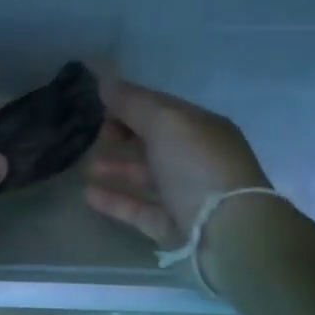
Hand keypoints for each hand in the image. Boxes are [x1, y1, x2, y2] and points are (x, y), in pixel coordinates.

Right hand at [84, 79, 270, 248]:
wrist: (228, 233)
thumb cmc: (198, 167)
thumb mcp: (166, 122)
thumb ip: (133, 102)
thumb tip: (105, 81)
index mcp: (201, 128)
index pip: (161, 108)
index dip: (130, 103)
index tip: (98, 104)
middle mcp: (196, 159)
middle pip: (153, 141)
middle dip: (123, 134)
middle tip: (94, 135)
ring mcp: (186, 194)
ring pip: (146, 176)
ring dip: (117, 167)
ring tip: (87, 166)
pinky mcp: (174, 226)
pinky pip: (139, 208)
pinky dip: (115, 200)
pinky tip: (88, 194)